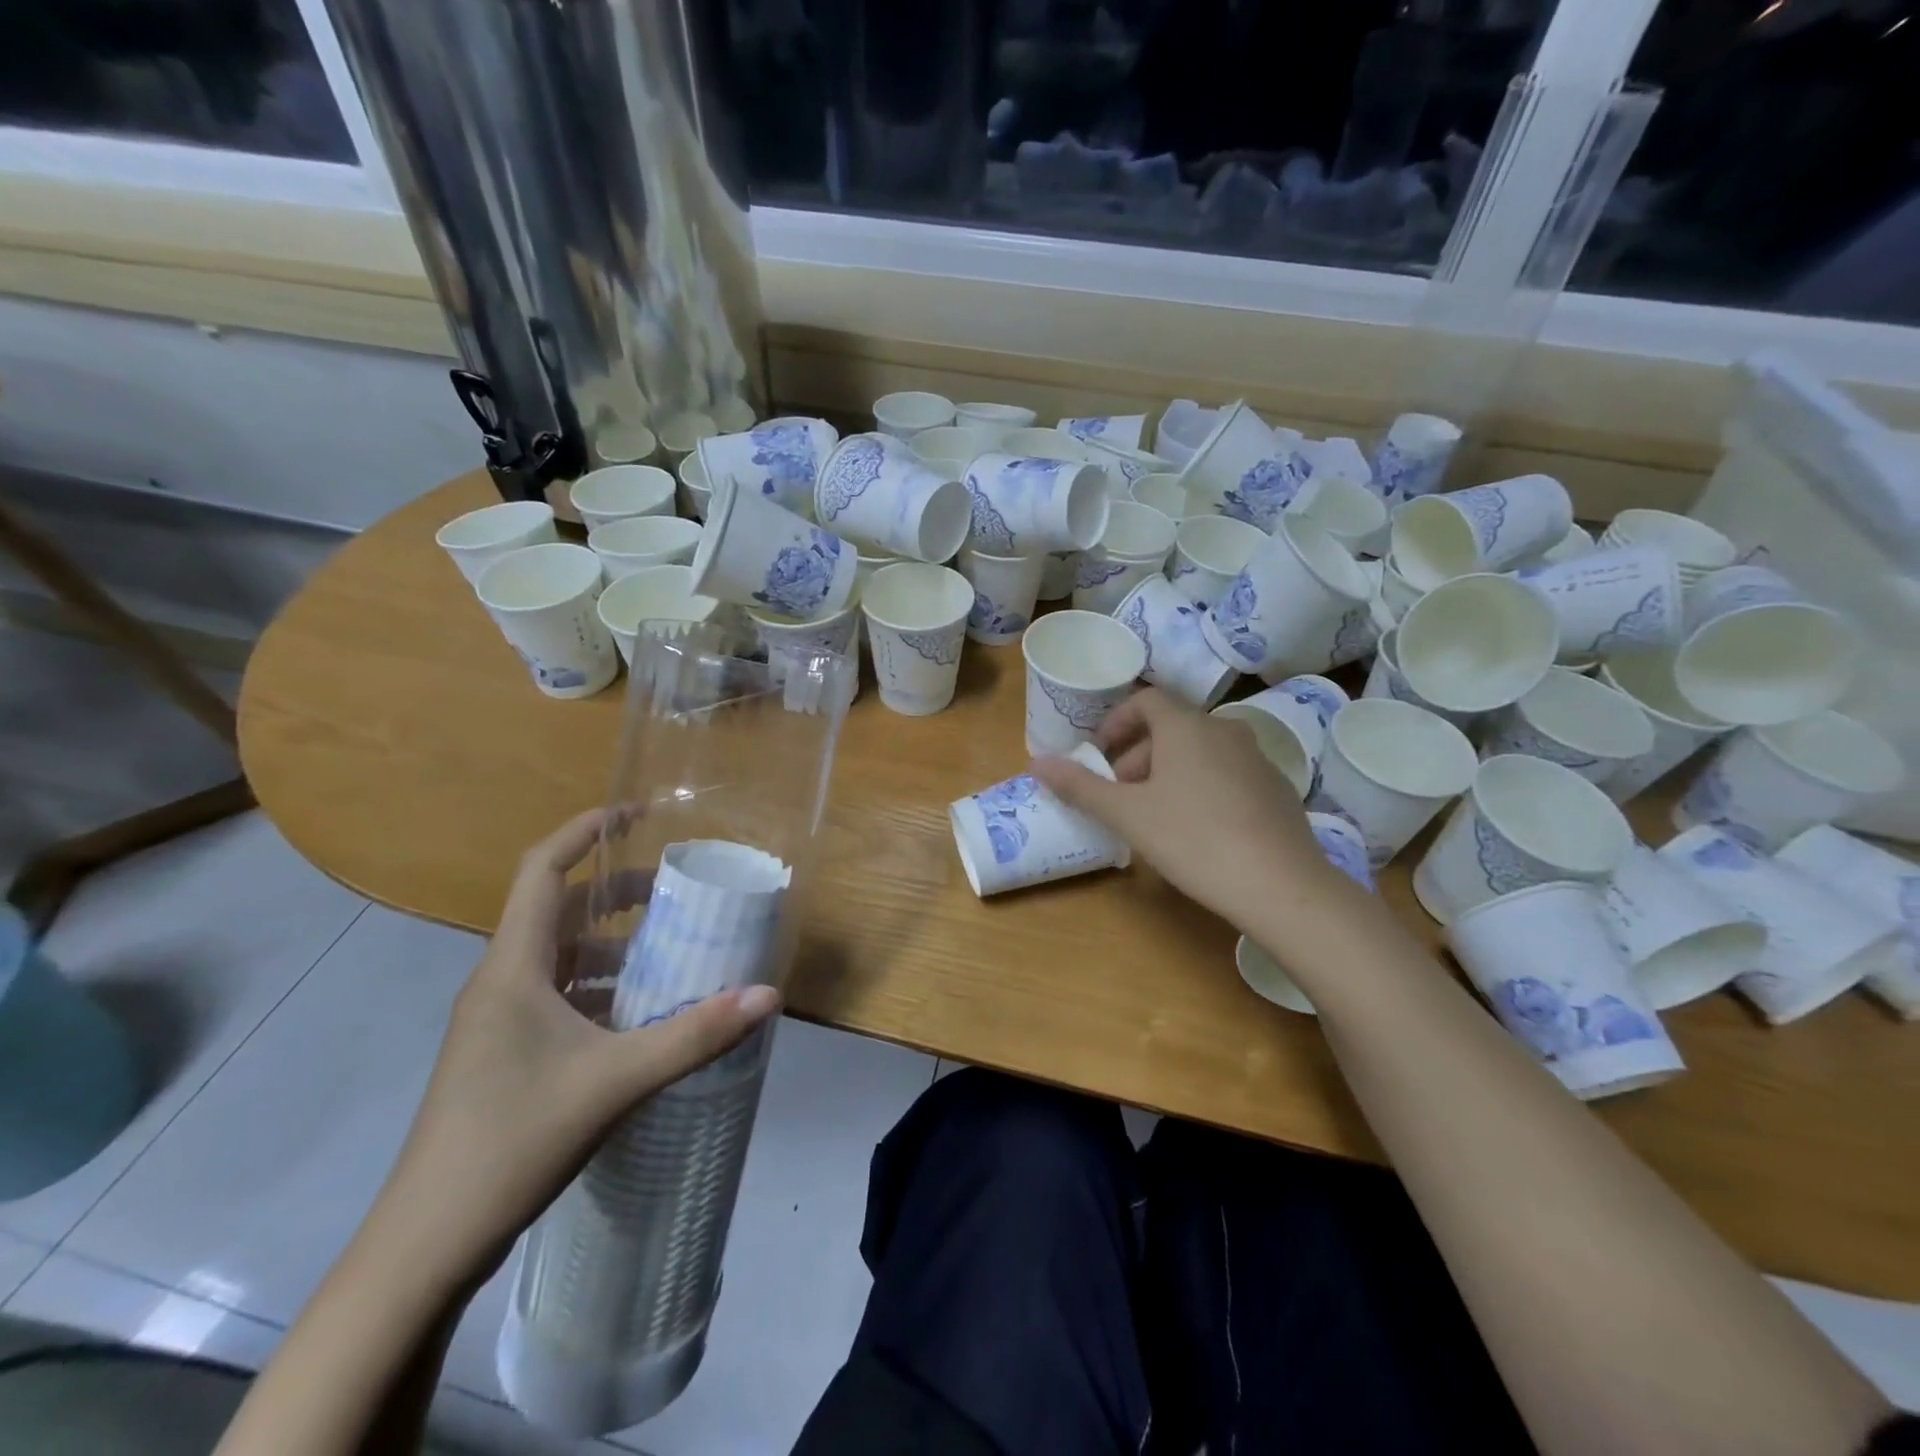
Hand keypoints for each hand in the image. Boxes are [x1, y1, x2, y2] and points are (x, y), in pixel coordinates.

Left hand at [374, 808, 780, 1283]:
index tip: (637, 812)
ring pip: (563, 956)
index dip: (585, 831)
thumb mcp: (616, 1081)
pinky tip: (644, 1011)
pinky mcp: (507, 1054)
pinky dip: (604, 986)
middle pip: (561, 910)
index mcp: (514, 968)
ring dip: (615, 943)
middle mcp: (503, 981)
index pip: (543, 870)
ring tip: (673, 945)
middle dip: (618, 890)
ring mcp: (501, 1021)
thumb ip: (695, 1034)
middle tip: (677, 888)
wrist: (427, 1244)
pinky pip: (562, 995)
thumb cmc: (513, 1141)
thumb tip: (768, 994)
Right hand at [1031, 688, 1336, 929]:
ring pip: (1200, 752)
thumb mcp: (1128, 814)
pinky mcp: (1277, 789)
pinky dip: (1202, 787)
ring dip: (1168, 772)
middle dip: (1137, 756)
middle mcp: (1225, 730)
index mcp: (1187, 727)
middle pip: (1172, 728)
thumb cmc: (1193, 839)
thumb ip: (1080, 786)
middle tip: (1120, 795)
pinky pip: (1227, 774)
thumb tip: (1036, 763)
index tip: (1099, 756)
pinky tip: (1199, 831)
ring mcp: (1257, 759)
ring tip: (1154, 816)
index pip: (1146, 701)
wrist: (1281, 885)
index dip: (1116, 723)